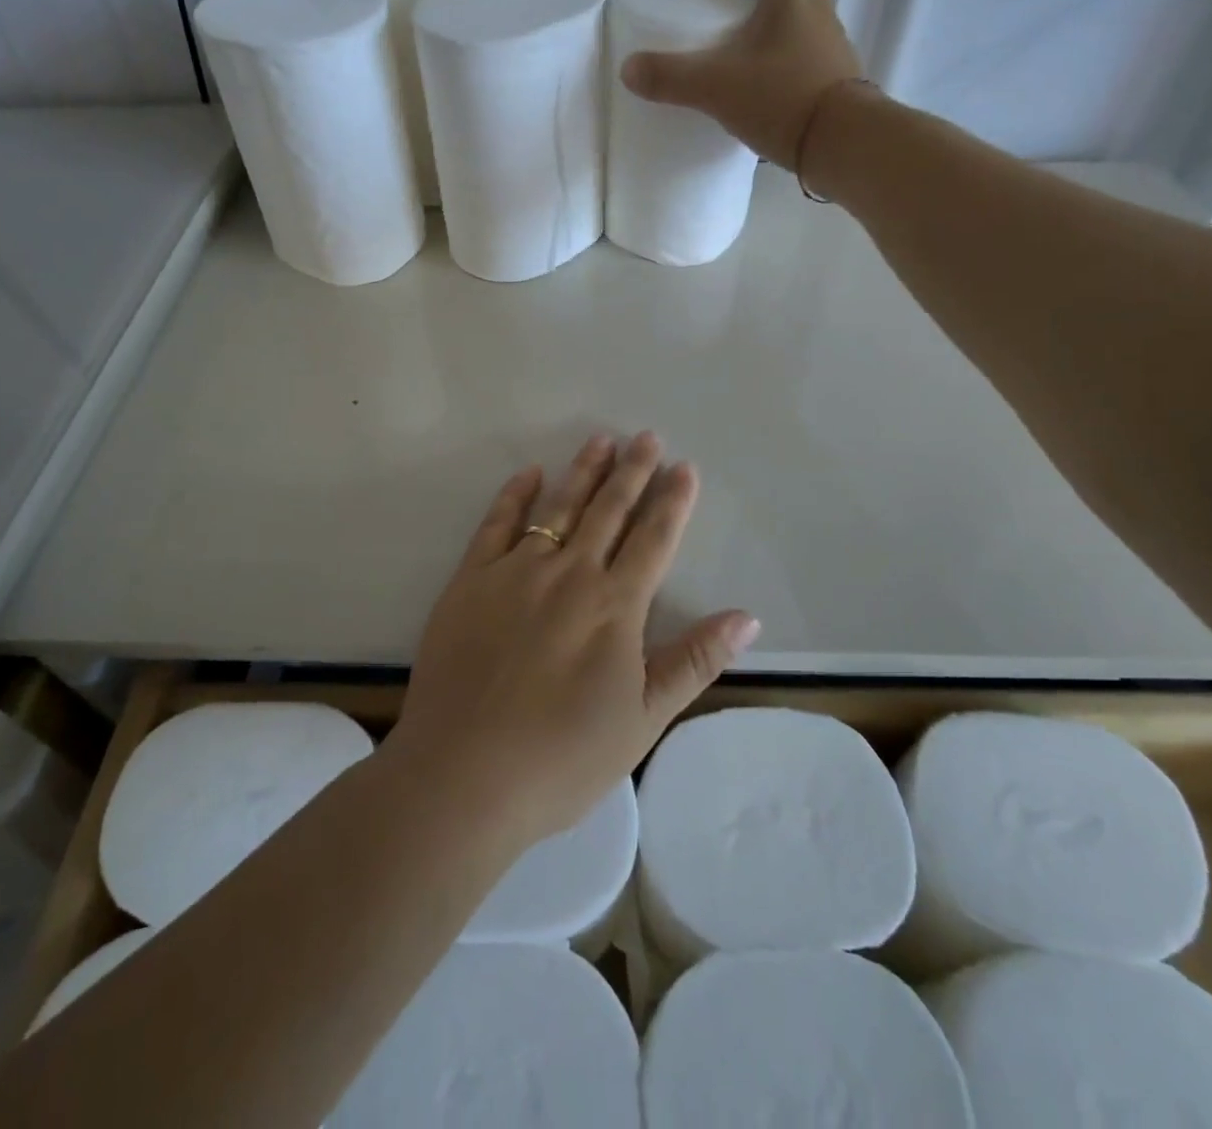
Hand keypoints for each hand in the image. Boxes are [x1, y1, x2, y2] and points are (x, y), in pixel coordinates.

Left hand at [386, 433, 759, 846]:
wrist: (464, 774)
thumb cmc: (562, 758)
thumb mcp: (643, 719)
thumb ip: (694, 661)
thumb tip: (747, 617)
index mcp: (615, 606)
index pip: (653, 539)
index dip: (672, 502)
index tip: (684, 467)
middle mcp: (569, 574)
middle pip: (608, 511)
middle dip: (631, 471)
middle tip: (646, 436)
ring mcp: (516, 572)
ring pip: (558, 507)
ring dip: (582, 472)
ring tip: (601, 440)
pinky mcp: (470, 580)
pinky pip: (497, 524)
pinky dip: (515, 495)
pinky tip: (529, 473)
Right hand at [619, 0, 864, 169]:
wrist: (843, 144)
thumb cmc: (782, 99)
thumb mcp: (716, 87)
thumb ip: (670, 77)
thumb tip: (628, 70)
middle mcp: (819, 8)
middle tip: (735, 10)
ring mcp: (832, 44)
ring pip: (807, 12)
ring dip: (777, 21)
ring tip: (744, 56)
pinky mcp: (835, 78)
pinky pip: (809, 52)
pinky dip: (786, 59)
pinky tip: (762, 91)